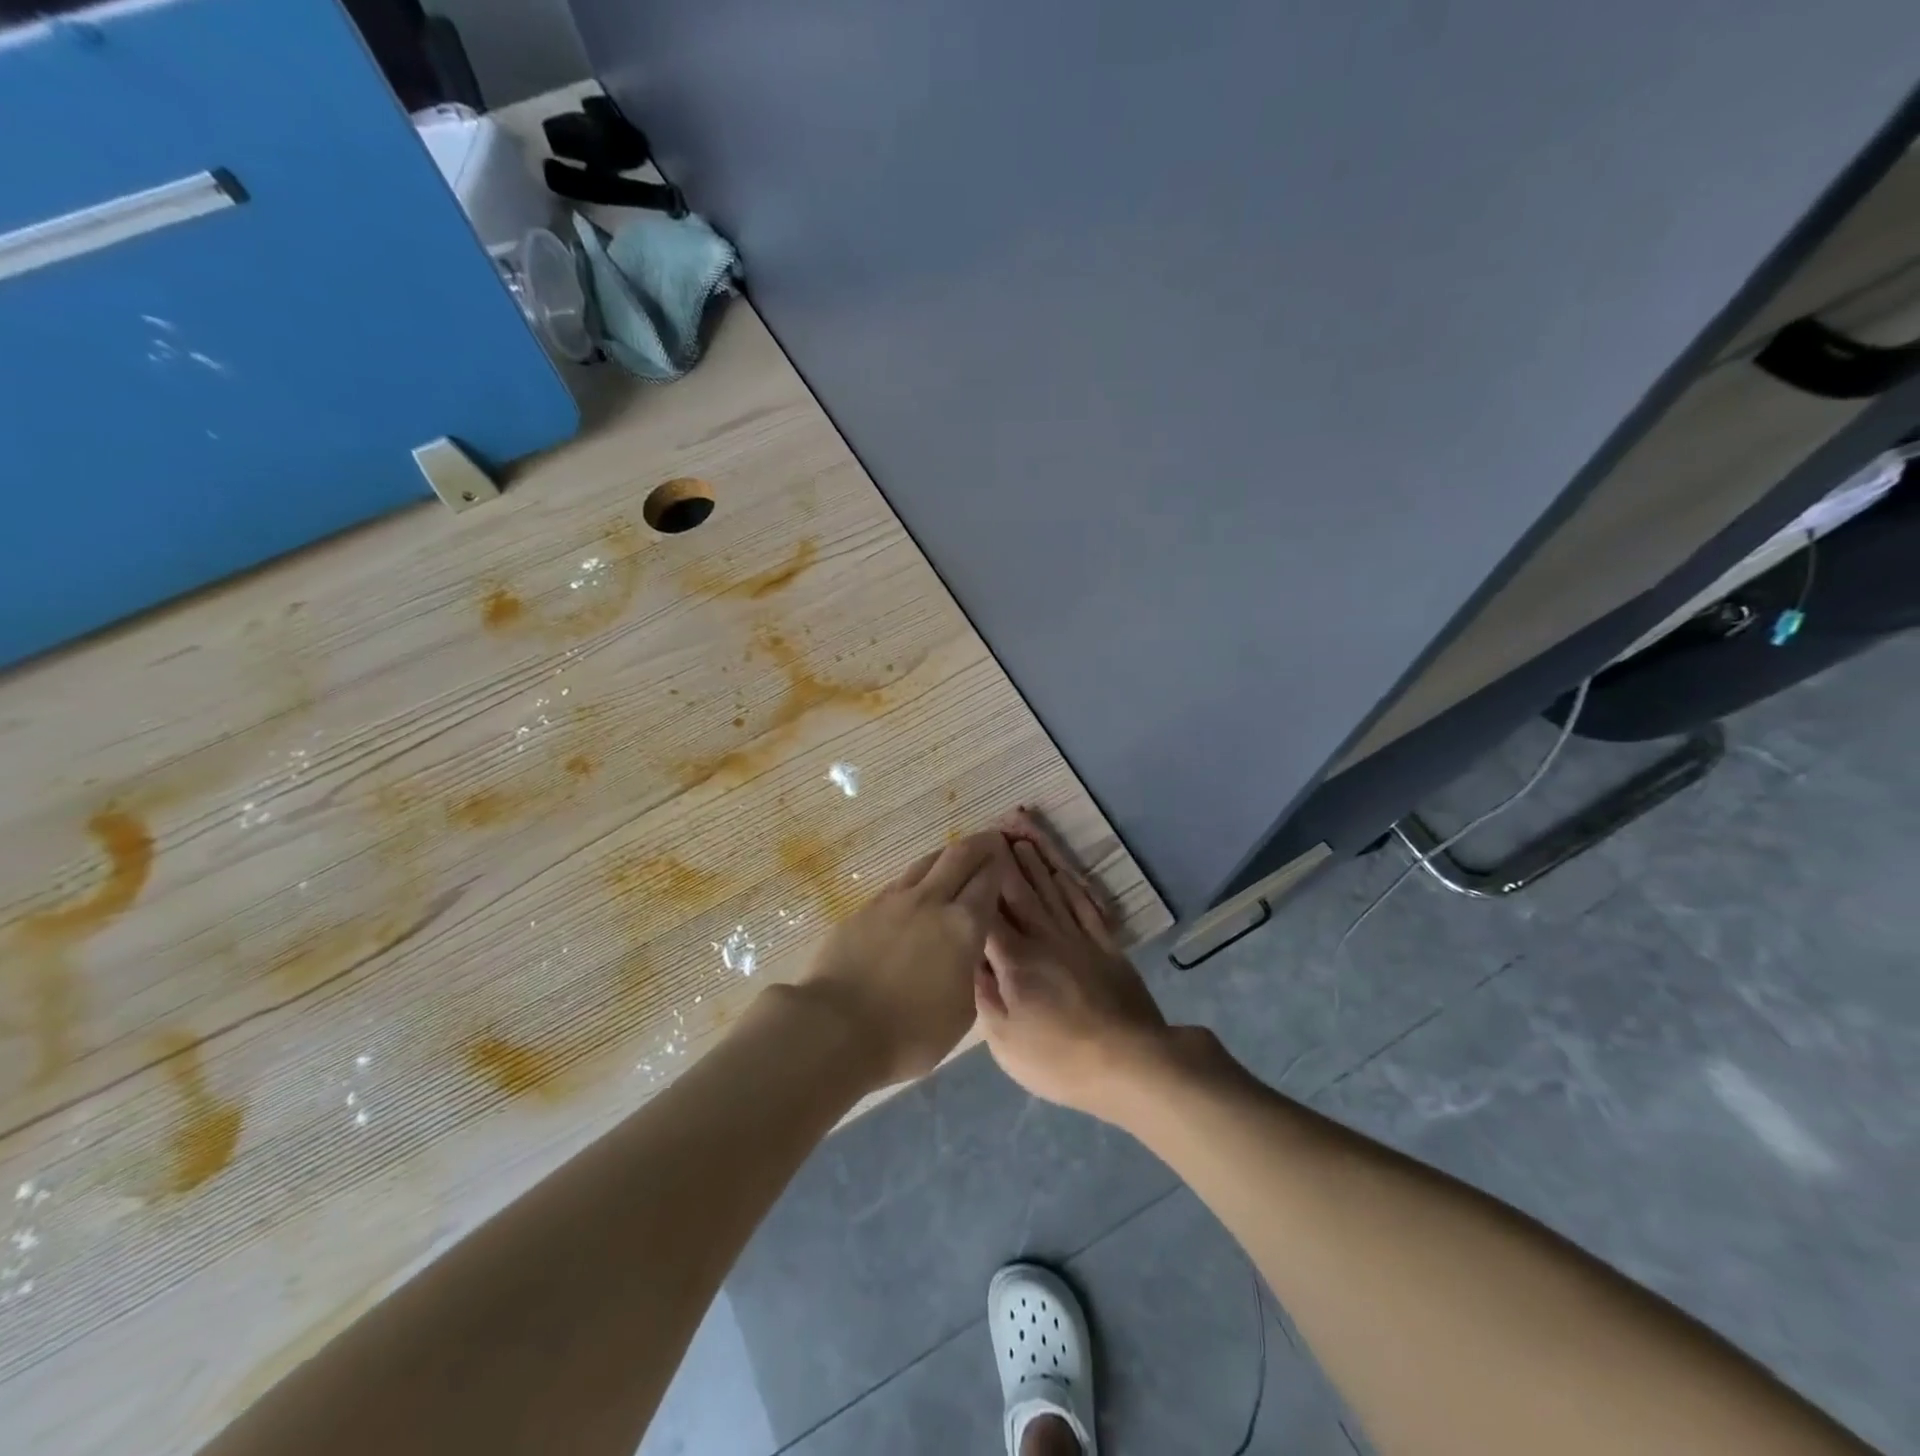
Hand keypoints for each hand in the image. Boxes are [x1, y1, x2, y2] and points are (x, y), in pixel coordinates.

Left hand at [801, 830, 1012, 1087]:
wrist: (836, 1027)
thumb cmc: (909, 1032)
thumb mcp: (962, 1013)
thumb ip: (971, 972)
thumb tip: (970, 951)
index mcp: (964, 926)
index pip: (988, 882)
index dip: (1000, 865)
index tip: (1006, 855)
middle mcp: (931, 901)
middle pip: (959, 857)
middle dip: (979, 844)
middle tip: (990, 839)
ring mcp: (894, 901)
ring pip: (926, 863)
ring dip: (946, 855)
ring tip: (955, 856)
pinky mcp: (865, 908)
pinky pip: (900, 882)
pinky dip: (917, 877)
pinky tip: (917, 887)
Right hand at [974, 809, 1171, 1119]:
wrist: (1131, 1063)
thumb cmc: (1058, 1058)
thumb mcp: (1005, 1039)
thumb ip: (983, 993)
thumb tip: (968, 956)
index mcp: (1014, 959)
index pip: (988, 911)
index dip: (977, 882)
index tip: (967, 855)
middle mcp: (1044, 937)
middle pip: (1020, 891)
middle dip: (1005, 860)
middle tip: (994, 829)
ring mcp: (1079, 939)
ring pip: (1052, 891)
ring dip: (1036, 863)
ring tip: (1021, 839)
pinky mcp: (1106, 947)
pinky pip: (1085, 906)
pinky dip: (1072, 885)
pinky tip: (1062, 872)